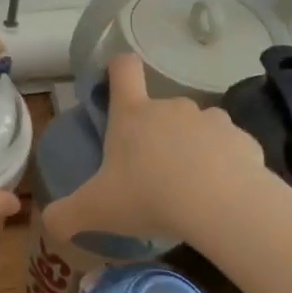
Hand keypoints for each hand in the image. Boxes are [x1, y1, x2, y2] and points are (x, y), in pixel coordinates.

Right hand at [42, 54, 265, 246]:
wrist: (221, 205)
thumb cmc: (148, 196)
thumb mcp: (94, 210)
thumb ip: (64, 215)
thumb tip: (48, 223)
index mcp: (132, 115)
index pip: (123, 69)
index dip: (117, 69)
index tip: (115, 84)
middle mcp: (172, 107)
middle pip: (159, 108)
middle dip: (155, 135)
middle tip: (151, 174)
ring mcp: (211, 120)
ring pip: (196, 128)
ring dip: (191, 149)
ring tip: (189, 187)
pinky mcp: (243, 140)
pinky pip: (228, 149)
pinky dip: (223, 166)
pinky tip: (220, 195)